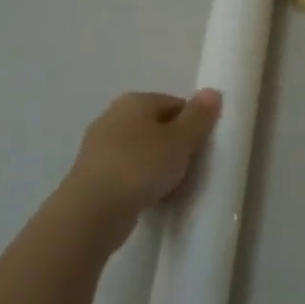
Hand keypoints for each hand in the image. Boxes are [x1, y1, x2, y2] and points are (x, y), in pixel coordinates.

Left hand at [64, 90, 221, 223]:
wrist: (92, 211)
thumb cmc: (140, 168)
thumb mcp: (180, 140)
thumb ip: (199, 116)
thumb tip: (212, 91)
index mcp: (134, 101)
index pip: (176, 104)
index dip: (194, 125)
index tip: (202, 150)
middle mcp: (113, 116)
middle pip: (158, 126)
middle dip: (176, 146)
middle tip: (190, 170)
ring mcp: (99, 146)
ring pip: (143, 150)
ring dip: (159, 166)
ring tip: (172, 188)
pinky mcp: (93, 173)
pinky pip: (128, 171)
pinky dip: (141, 181)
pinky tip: (150, 198)